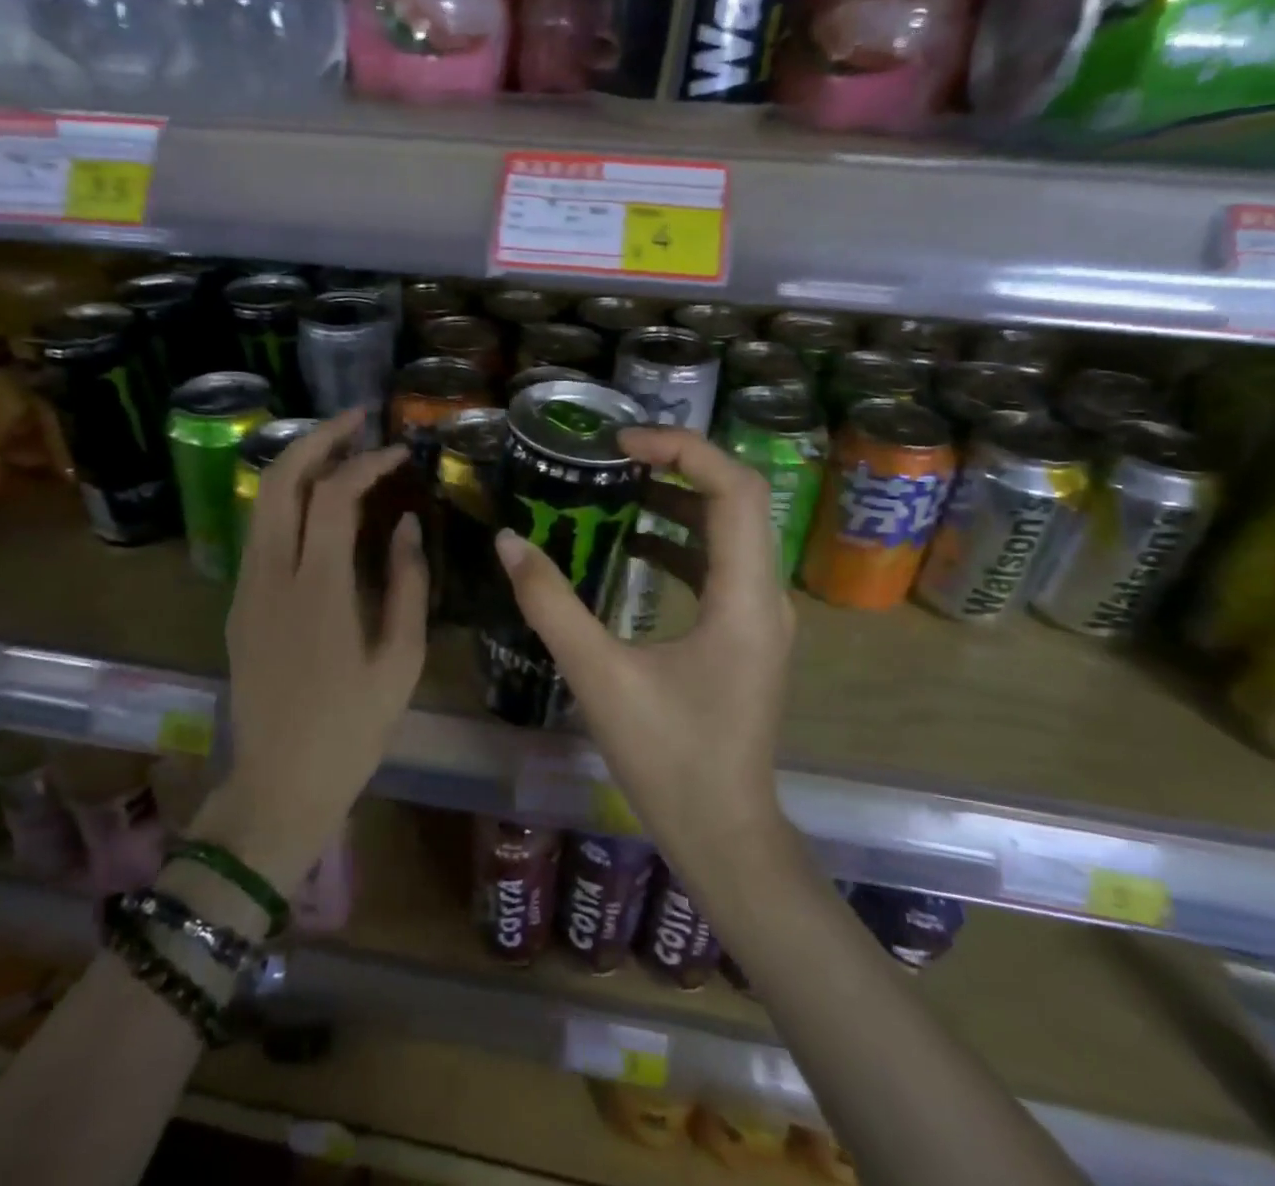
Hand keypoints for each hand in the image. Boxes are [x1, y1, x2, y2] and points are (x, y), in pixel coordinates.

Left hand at [195, 410, 427, 892]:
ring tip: (342, 450)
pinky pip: (261, 532)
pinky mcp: (239, 604)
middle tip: (357, 420)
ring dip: (299, 465)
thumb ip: (408, 584)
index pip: (333, 497)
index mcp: (317, 592)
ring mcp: (246, 589)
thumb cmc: (352, 729)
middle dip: (316, 438)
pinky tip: (321, 504)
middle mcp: (271, 577)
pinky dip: (289, 500)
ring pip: (262, 502)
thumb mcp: (401, 661)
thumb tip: (408, 524)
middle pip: (280, 481)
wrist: (279, 784)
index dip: (367, 463)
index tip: (400, 452)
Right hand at [492, 428, 793, 872]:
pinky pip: (719, 563)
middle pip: (737, 499)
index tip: (622, 442)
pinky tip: (636, 544)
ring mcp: (760, 616)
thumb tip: (509, 541)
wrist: (722, 832)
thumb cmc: (668, 758)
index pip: (735, 489)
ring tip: (619, 484)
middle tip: (616, 453)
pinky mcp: (746, 633)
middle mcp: (765, 595)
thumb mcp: (598, 676)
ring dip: (678, 500)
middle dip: (678, 464)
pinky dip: (680, 540)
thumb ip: (551, 604)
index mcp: (744, 598)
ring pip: (730, 530)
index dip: (682, 449)